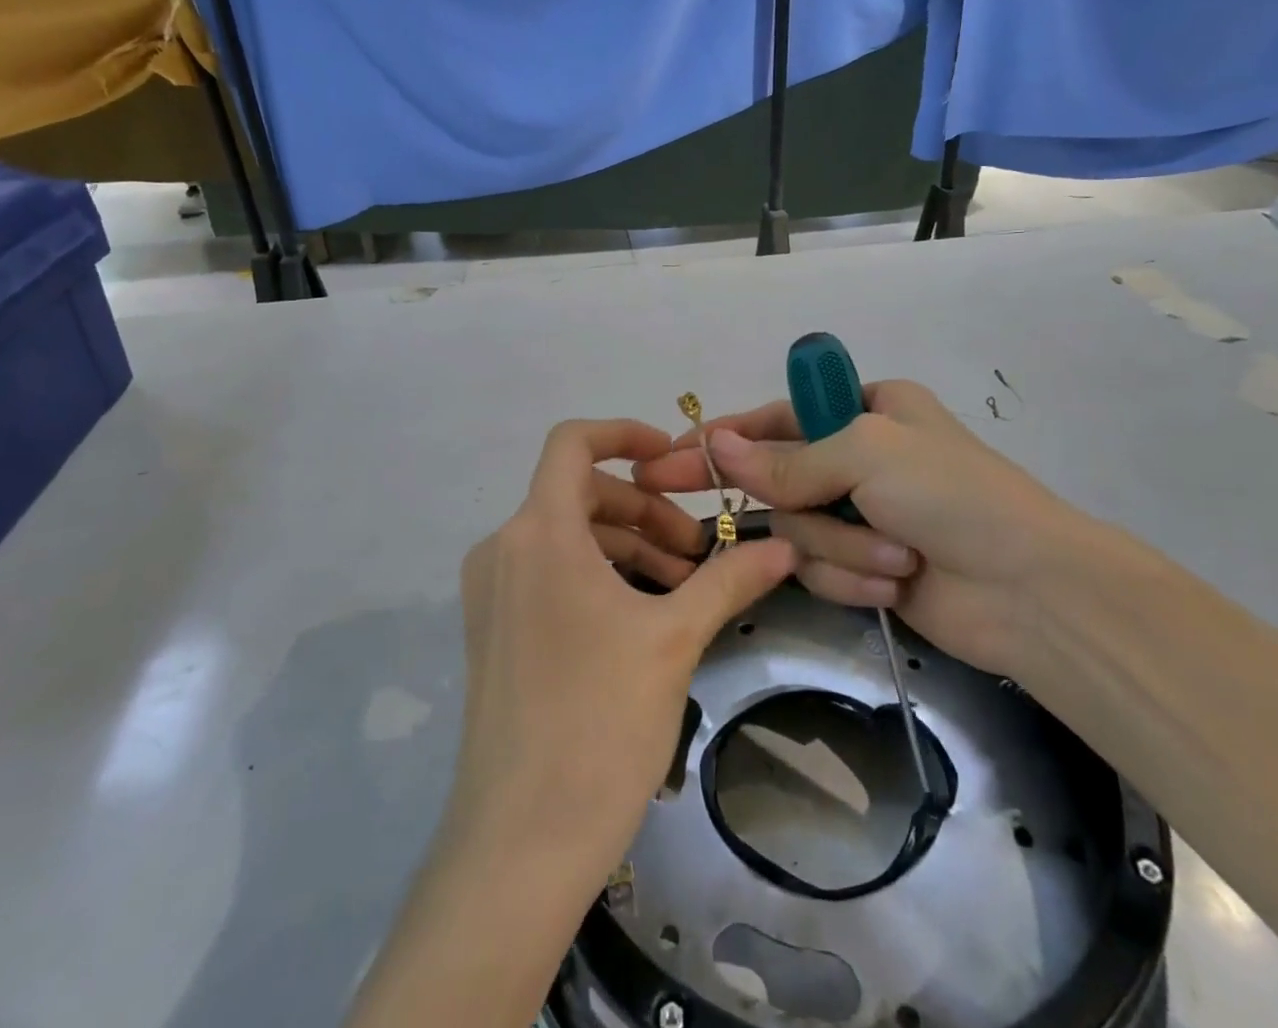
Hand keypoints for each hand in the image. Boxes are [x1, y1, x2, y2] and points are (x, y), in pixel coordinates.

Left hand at [447, 419, 795, 887]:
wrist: (520, 844)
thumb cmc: (599, 723)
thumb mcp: (674, 640)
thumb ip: (729, 581)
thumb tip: (785, 548)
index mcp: (538, 531)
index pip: (573, 443)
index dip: (624, 433)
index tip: (672, 457)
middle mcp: (504, 547)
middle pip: (579, 492)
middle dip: (643, 508)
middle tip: (697, 551)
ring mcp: (491, 590)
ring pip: (566, 535)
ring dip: (625, 544)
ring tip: (681, 587)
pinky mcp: (491, 628)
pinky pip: (548, 572)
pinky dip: (596, 573)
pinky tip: (641, 615)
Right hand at [633, 382, 1096, 676]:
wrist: (1032, 591)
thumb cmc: (951, 495)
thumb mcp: (865, 453)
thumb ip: (786, 459)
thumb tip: (716, 447)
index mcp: (865, 409)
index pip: (774, 418)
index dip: (723, 437)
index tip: (670, 454)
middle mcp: (858, 457)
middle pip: (777, 477)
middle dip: (770, 498)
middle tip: (675, 494)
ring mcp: (861, 515)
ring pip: (798, 530)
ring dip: (839, 547)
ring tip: (895, 558)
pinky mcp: (865, 566)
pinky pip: (821, 569)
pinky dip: (853, 576)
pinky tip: (896, 582)